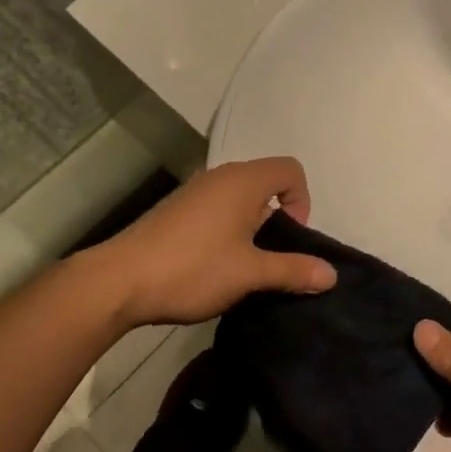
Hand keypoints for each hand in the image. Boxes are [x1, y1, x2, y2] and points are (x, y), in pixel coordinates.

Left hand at [95, 158, 335, 328]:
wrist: (119, 281)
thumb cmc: (192, 269)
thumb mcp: (250, 274)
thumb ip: (293, 270)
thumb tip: (331, 275)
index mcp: (243, 181)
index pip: (290, 170)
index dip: (302, 201)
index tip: (289, 237)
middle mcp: (220, 177)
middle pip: (266, 182)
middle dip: (278, 217)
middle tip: (270, 257)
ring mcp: (194, 192)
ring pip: (240, 198)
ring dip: (252, 226)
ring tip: (244, 266)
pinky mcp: (176, 210)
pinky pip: (217, 209)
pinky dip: (228, 229)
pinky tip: (214, 265)